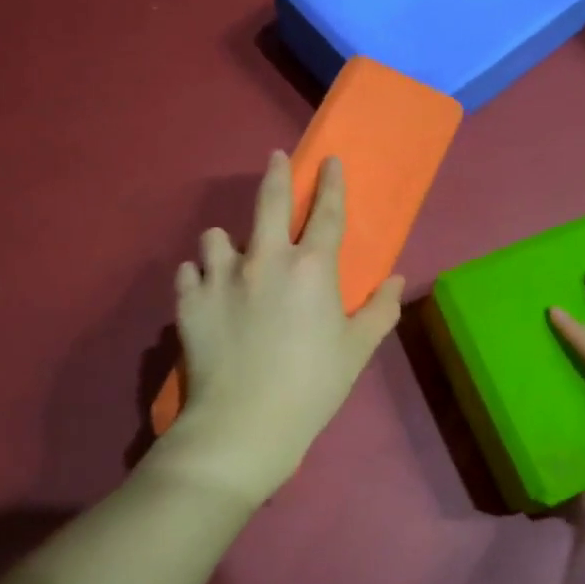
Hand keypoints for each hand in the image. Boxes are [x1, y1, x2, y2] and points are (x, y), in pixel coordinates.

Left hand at [165, 150, 403, 505]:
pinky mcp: (189, 301)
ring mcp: (222, 277)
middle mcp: (266, 259)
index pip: (327, 213)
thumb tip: (395, 279)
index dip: (332, 184)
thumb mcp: (357, 351)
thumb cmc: (312, 387)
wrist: (244, 425)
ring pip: (216, 236)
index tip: (330, 160)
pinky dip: (198, 276)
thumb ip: (381, 310)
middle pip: (270, 202)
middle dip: (276, 174)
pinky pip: (189, 272)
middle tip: (276, 158)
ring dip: (226, 241)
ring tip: (230, 255)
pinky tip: (204, 290)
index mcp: (312, 268)